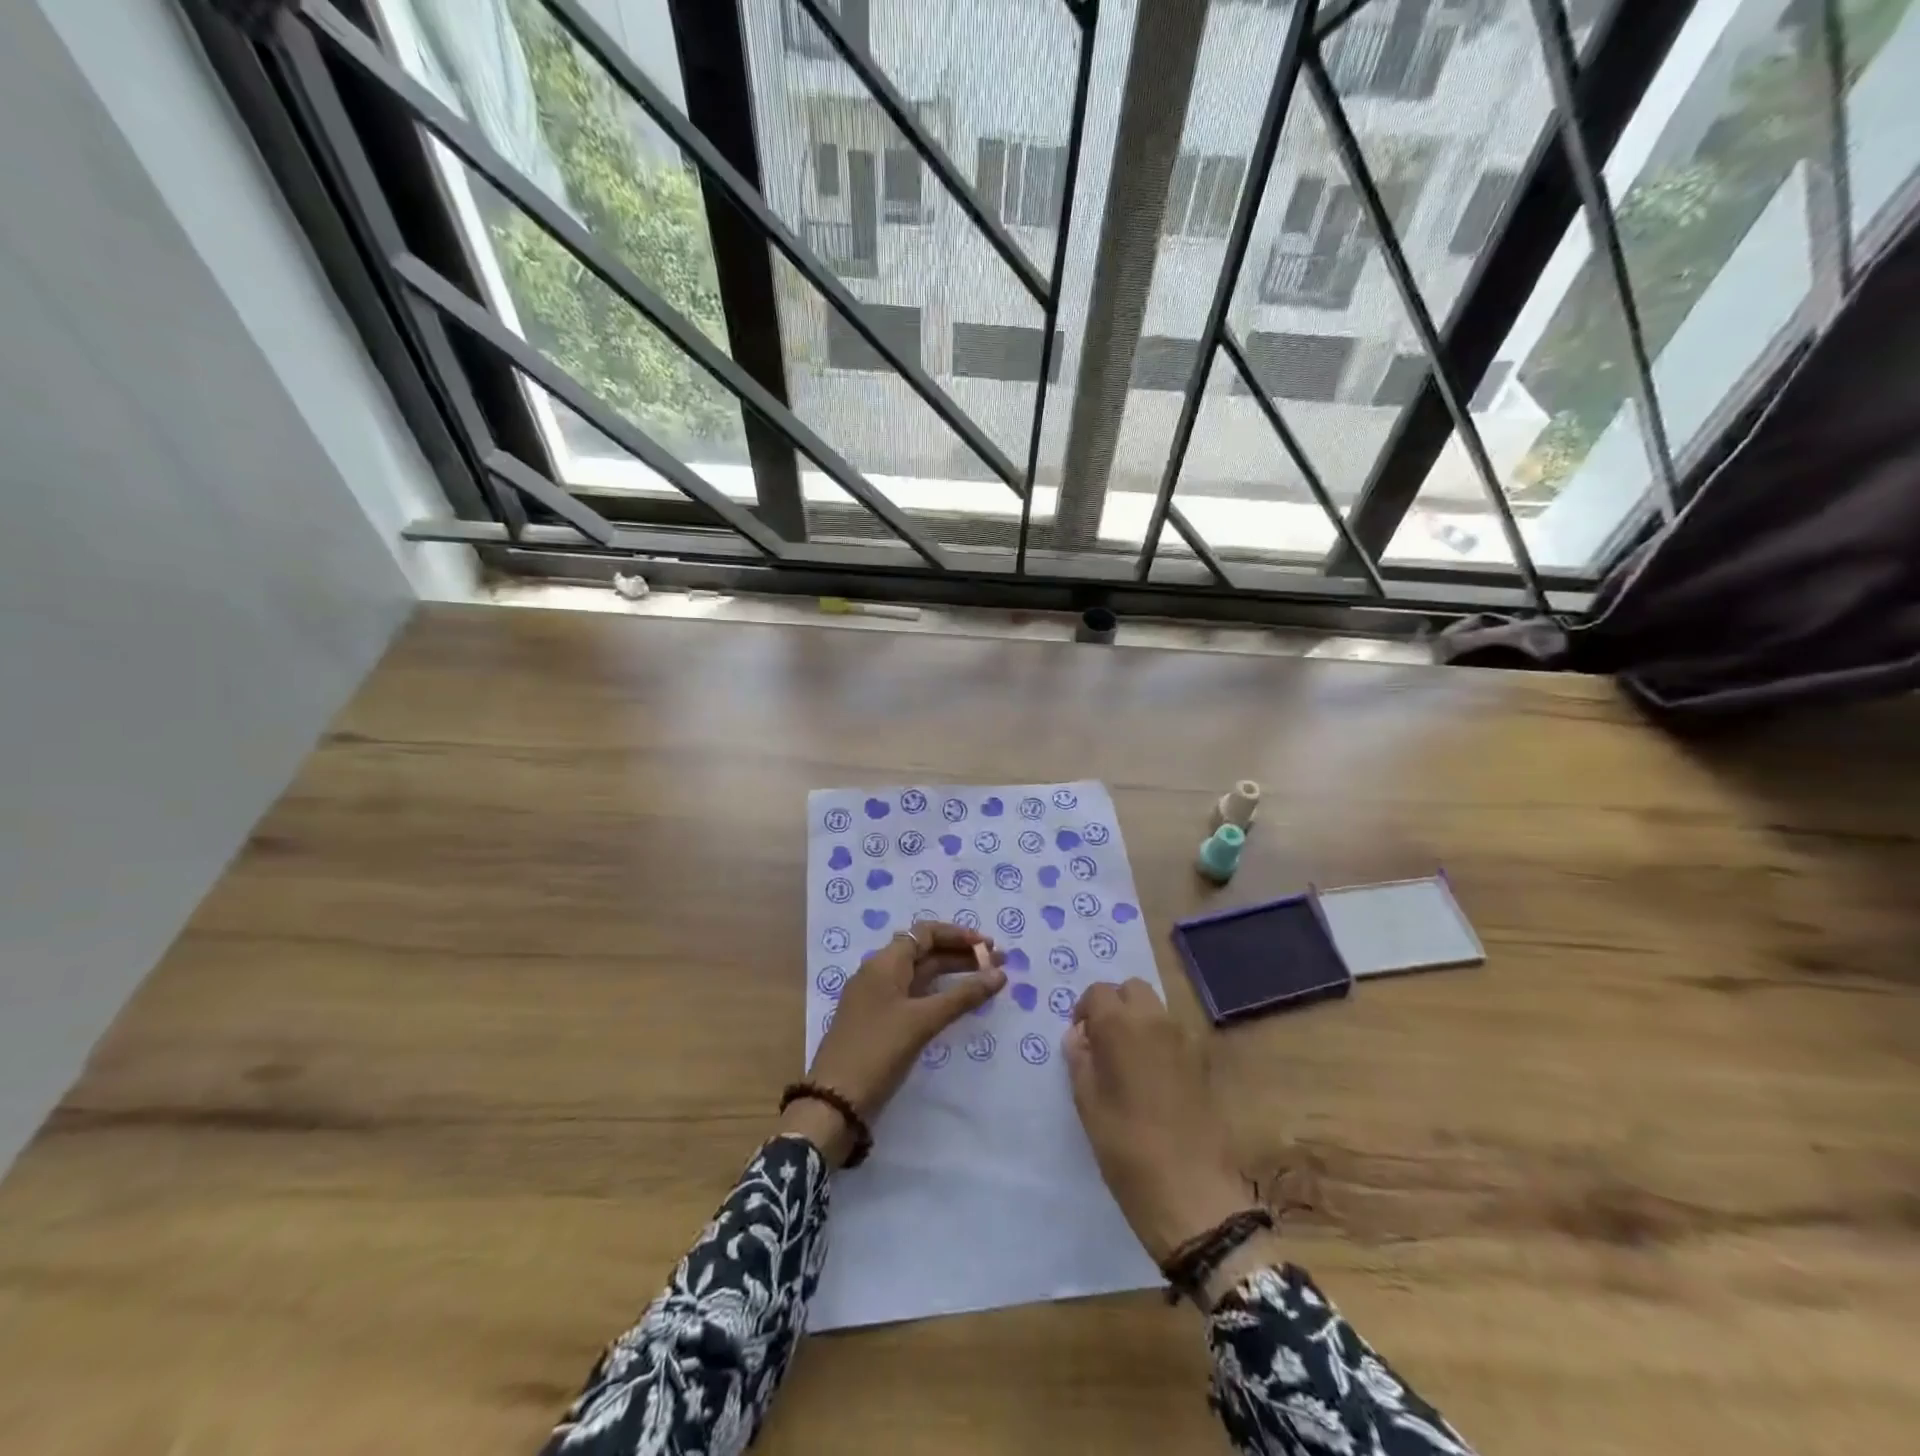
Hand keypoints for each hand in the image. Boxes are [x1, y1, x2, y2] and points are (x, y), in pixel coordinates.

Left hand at [785, 923, 1006, 1164]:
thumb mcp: (923, 1021)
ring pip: (920, 975)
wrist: (835, 1101)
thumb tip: (999, 974)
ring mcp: (877, 997)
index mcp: (885, 962)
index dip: (958, 935)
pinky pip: (913, 995)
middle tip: (998, 965)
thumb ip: (963, 996)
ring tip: (985, 981)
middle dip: (961, 955)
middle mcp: (879, 972)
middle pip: (925, 951)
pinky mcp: (879, 1021)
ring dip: (952, 974)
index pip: (925, 933)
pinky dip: (938, 994)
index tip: (988, 947)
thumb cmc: (878, 1050)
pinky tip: (957, 1005)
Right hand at [1064, 979, 1254, 1266]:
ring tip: (1127, 1060)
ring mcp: (1185, 1039)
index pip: (1097, 992)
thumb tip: (1079, 1036)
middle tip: (1103, 1042)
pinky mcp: (1203, 1062)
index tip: (1080, 1039)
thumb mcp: (1087, 1104)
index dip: (1084, 1010)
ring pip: (1156, 1008)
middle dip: (1115, 1005)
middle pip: (1132, 989)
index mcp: (1121, 1025)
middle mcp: (1156, 1020)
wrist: (1191, 1192)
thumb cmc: (1126, 1147)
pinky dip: (1159, 1039)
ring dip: (1138, 1020)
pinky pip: (1174, 1033)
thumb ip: (1080, 1059)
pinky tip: (1152, 1077)